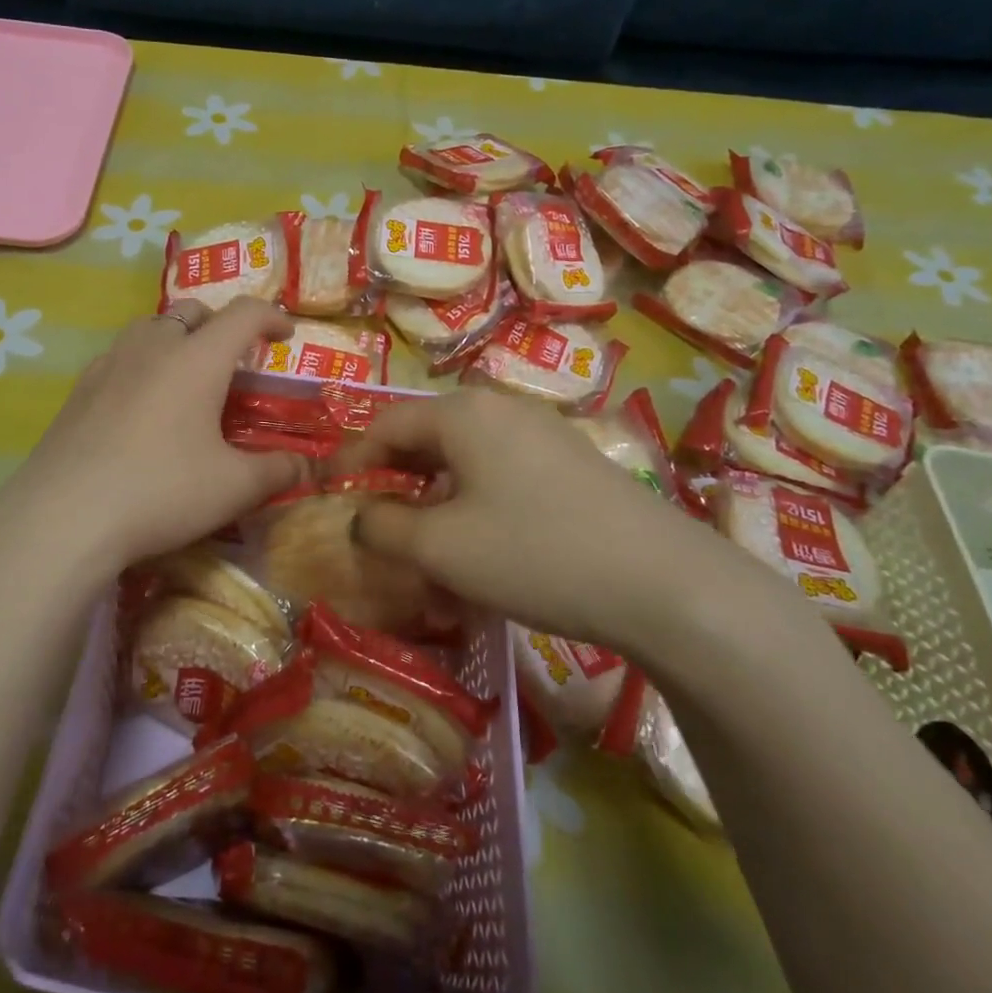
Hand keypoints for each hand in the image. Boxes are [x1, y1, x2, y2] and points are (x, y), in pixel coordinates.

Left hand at [0, 298, 308, 569]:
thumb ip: (276, 471)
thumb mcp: (234, 488)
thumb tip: (303, 465)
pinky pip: (119, 357)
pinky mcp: (79, 389)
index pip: (243, 314)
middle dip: (220, 325)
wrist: (65, 516)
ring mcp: (109, 364)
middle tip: (233, 359)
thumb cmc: (162, 491)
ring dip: (176, 338)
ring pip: (150, 328)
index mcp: (197, 359)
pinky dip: (142, 363)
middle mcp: (153, 347)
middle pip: (192, 311)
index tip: (285, 335)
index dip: (271, 317)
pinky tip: (140, 405)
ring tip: (186, 376)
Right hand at [337, 389, 740, 658]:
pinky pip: (502, 480)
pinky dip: (475, 512)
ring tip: (429, 556)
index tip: (328, 494)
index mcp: (461, 414)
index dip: (350, 460)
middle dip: (395, 486)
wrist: (663, 582)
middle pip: (426, 441)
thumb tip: (361, 517)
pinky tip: (482, 557)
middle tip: (376, 528)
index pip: (385, 425)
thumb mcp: (441, 547)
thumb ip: (383, 527)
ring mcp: (542, 435)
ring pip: (465, 466)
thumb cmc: (533, 553)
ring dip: (436, 507)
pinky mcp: (571, 465)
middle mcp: (500, 410)